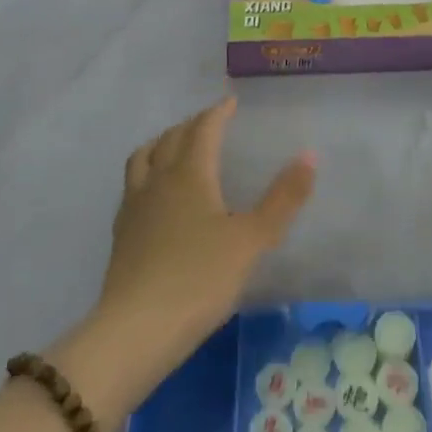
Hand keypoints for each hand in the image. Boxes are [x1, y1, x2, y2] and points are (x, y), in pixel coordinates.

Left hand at [98, 97, 315, 368]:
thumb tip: (310, 154)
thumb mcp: (253, 239)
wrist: (137, 330)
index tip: (230, 102)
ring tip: (174, 146)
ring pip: (143, 158)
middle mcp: (158, 181)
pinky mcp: (121, 234)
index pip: (203, 130)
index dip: (218, 113)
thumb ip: (283, 198)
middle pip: (171, 138)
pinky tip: (155, 195)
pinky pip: (133, 185)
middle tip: (209, 122)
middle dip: (192, 125)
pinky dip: (147, 173)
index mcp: (190, 174)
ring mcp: (134, 207)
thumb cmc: (200, 278)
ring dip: (161, 143)